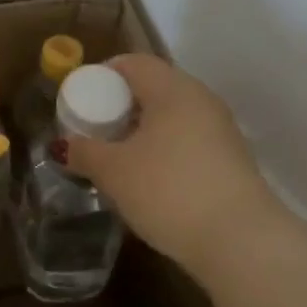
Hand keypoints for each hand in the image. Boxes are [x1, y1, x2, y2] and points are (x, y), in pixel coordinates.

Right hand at [64, 55, 279, 278]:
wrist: (242, 243)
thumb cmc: (170, 191)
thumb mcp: (114, 172)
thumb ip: (84, 152)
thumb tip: (64, 145)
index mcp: (172, 88)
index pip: (132, 63)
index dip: (102, 76)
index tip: (80, 101)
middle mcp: (200, 99)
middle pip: (153, 87)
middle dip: (121, 105)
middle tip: (96, 130)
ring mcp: (221, 129)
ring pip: (172, 115)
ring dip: (144, 129)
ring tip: (119, 157)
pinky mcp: (232, 159)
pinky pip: (189, 139)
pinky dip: (166, 148)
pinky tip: (151, 178)